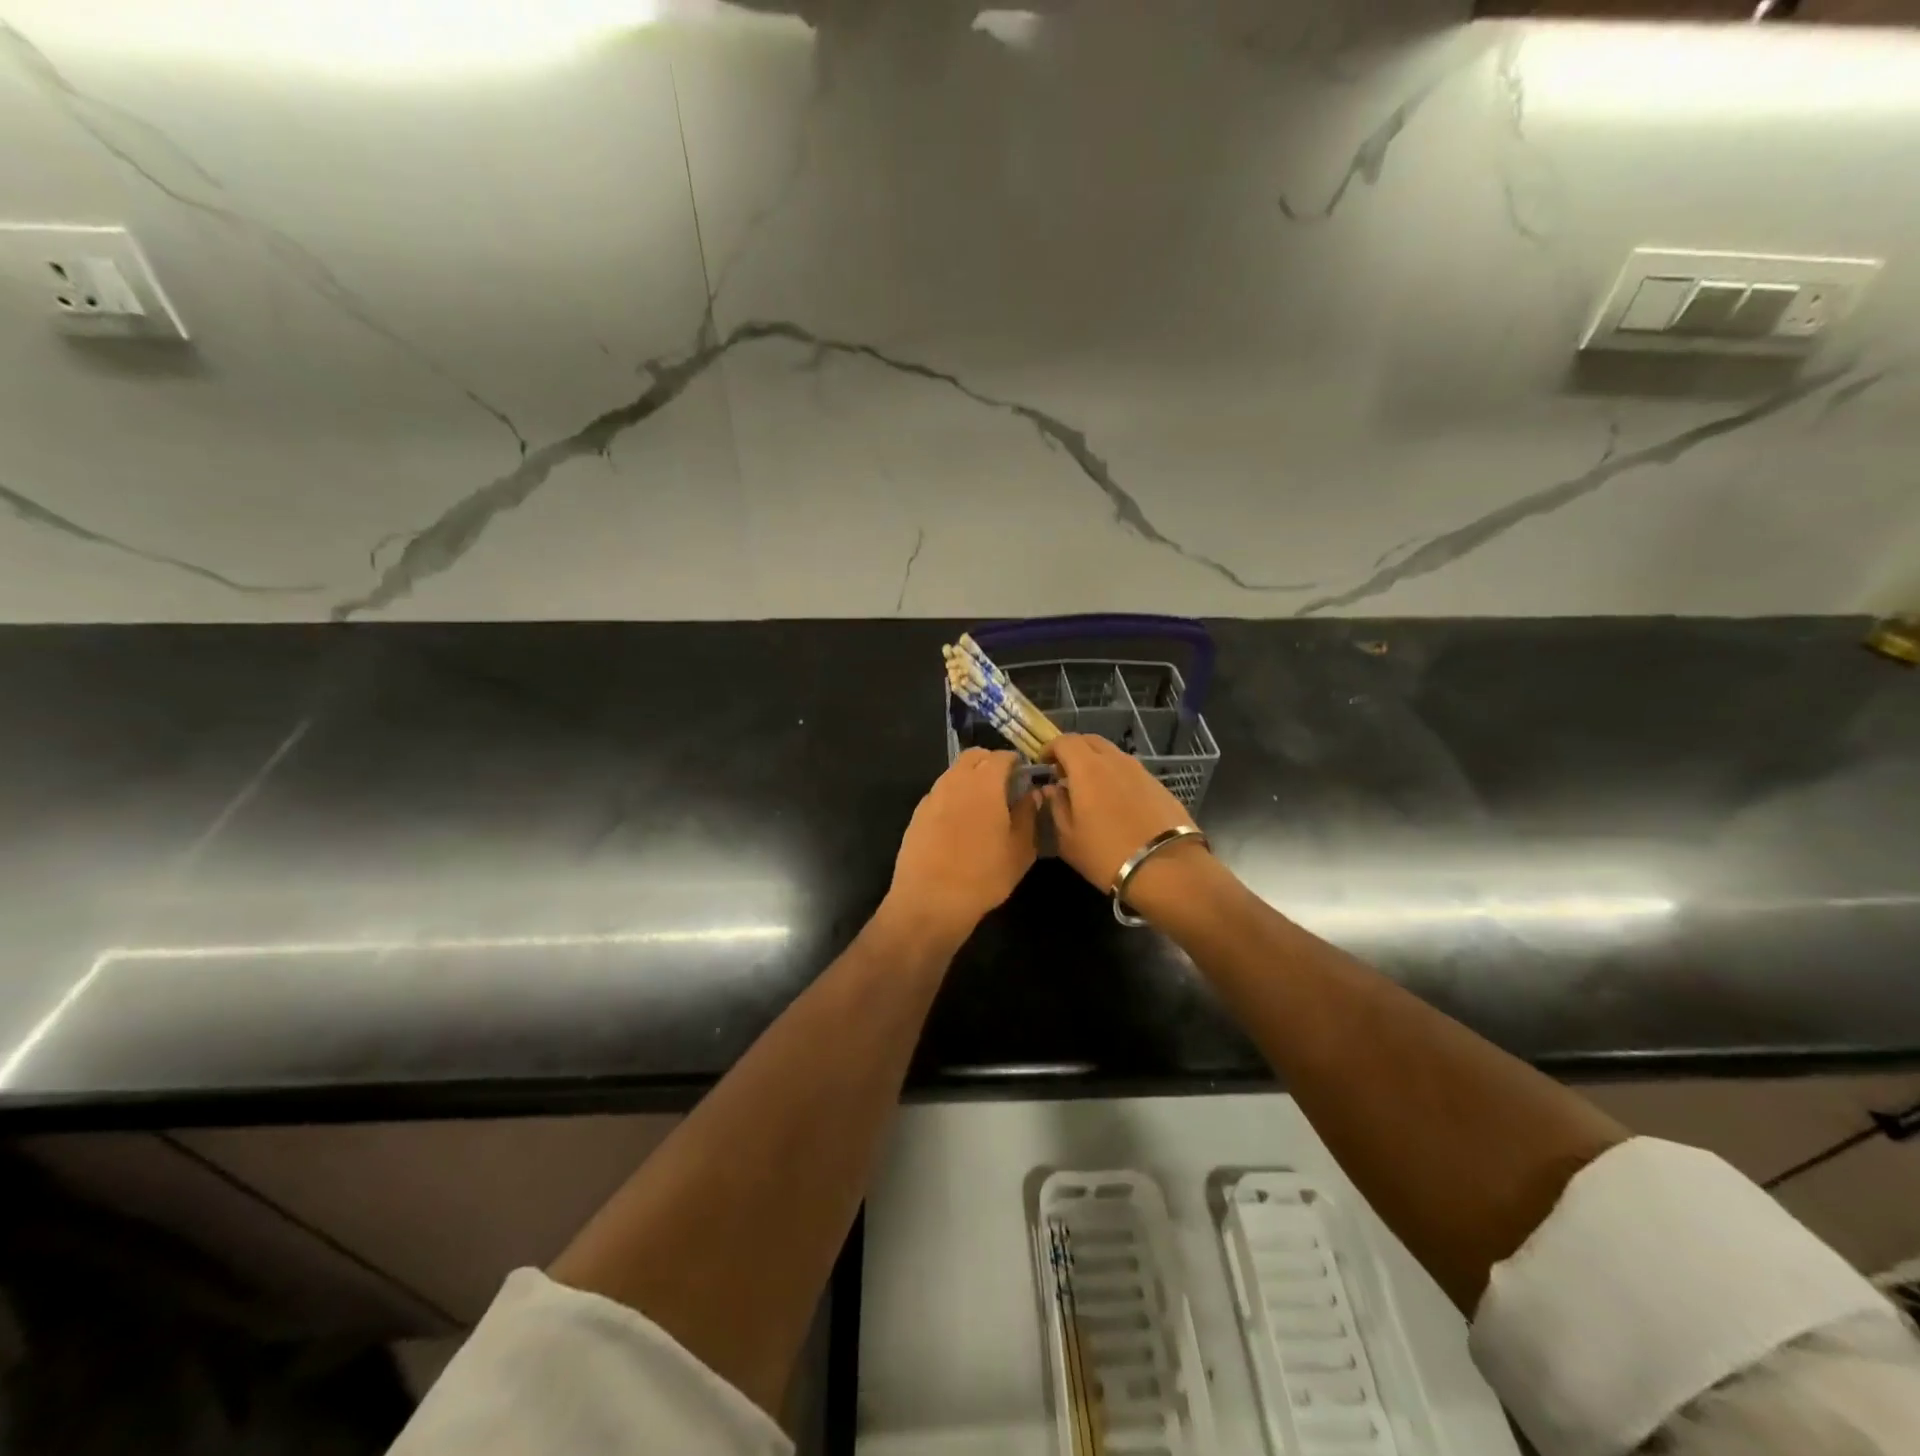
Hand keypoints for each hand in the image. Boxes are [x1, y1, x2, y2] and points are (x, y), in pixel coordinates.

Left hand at [886, 749, 1038, 940]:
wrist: (929, 901)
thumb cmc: (983, 876)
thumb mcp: (1020, 850)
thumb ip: (1028, 815)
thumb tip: (1031, 794)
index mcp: (984, 784)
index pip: (1001, 756)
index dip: (1014, 762)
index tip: (1023, 775)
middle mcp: (955, 781)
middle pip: (973, 757)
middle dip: (989, 763)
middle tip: (1004, 784)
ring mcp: (932, 797)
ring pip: (954, 773)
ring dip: (970, 778)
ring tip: (983, 805)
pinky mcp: (917, 814)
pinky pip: (940, 793)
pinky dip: (953, 796)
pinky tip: (960, 822)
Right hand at [1044, 734, 1205, 892]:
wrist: (1166, 867)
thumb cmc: (1106, 854)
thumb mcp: (1068, 838)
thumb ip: (1057, 807)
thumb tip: (1053, 790)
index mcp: (1087, 768)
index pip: (1065, 741)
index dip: (1050, 748)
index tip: (1043, 763)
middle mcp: (1114, 761)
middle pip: (1090, 741)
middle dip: (1073, 750)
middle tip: (1064, 772)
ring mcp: (1140, 771)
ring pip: (1112, 754)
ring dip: (1096, 762)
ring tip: (1090, 788)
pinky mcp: (1158, 785)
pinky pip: (1130, 771)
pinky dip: (1116, 776)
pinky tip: (1116, 801)